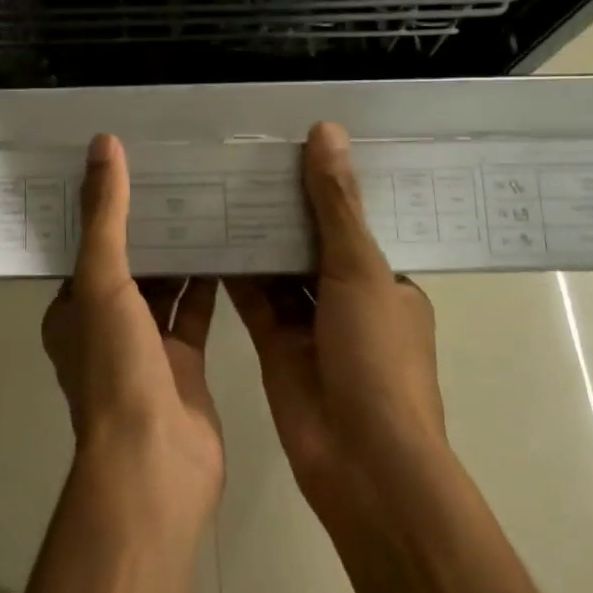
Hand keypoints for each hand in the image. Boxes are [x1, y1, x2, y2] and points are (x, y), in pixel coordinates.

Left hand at [42, 134, 224, 519]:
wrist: (155, 465)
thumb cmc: (115, 368)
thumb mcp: (101, 280)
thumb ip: (105, 214)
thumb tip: (102, 144)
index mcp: (73, 308)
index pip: (88, 245)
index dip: (108, 207)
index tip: (134, 164)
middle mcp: (105, 325)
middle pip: (129, 263)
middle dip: (151, 225)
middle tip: (182, 173)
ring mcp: (146, 348)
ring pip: (164, 287)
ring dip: (182, 251)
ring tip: (209, 198)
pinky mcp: (185, 365)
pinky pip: (196, 312)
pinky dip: (209, 284)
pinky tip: (232, 247)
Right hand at [226, 122, 446, 526]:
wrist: (360, 462)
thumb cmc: (375, 359)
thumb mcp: (360, 270)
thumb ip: (335, 203)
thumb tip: (326, 130)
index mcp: (388, 283)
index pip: (355, 221)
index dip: (327, 184)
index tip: (291, 142)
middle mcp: (350, 299)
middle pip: (311, 242)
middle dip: (282, 205)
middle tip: (241, 155)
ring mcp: (311, 325)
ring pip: (278, 268)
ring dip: (254, 234)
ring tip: (217, 183)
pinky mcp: (274, 344)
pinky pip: (252, 297)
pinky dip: (233, 270)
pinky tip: (204, 234)